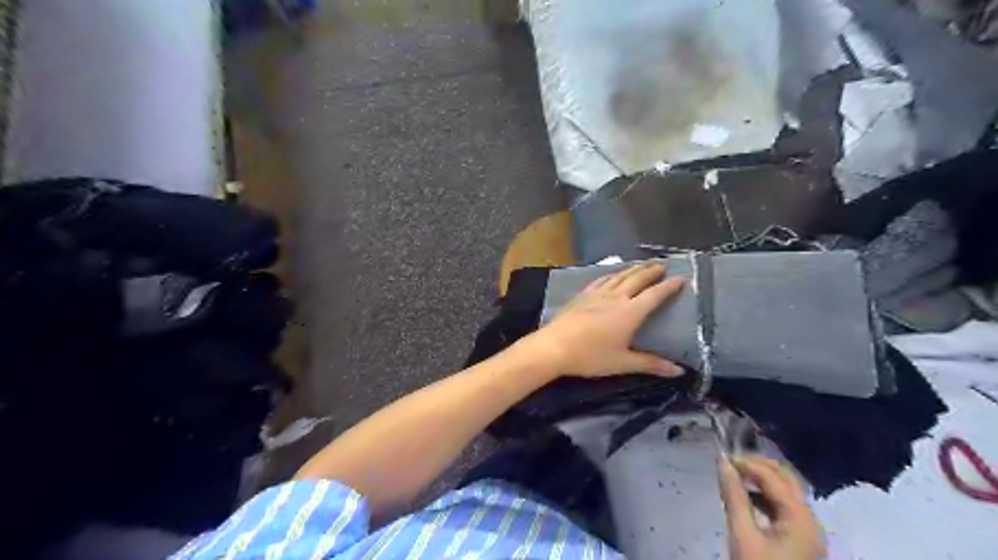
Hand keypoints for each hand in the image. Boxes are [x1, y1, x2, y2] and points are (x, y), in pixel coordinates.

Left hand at [514, 262, 687, 377]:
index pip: (654, 295)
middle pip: (637, 279)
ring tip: (642, 265)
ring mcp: (597, 294)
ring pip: (619, 276)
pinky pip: (601, 279)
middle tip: (663, 265)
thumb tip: (679, 371)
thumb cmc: (590, 356)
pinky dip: (612, 274)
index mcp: (630, 312)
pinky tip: (612, 274)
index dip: (669, 286)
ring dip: (633, 269)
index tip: (681, 278)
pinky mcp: (582, 295)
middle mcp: (615, 297)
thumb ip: (651, 364)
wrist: (554, 347)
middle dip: (651, 271)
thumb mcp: (623, 363)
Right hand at [719, 457, 826, 559]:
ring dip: (762, 480)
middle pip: (787, 479)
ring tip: (735, 478)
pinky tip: (747, 499)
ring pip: (787, 492)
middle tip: (731, 465)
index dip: (747, 464)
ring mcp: (808, 531)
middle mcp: (810, 520)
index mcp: (801, 518)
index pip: (773, 477)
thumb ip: (734, 496)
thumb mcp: (742, 534)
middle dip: (758, 467)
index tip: (721, 461)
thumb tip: (722, 463)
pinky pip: (785, 508)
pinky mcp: (801, 541)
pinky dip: (766, 497)